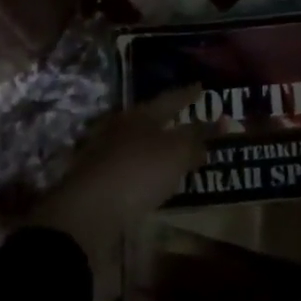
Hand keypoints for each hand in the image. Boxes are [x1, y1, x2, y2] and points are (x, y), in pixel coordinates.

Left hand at [27, 86, 204, 300]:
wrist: (86, 214)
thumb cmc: (137, 172)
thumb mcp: (176, 154)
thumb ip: (196, 140)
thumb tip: (214, 128)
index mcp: (139, 115)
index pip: (170, 99)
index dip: (188, 94)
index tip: (201, 86)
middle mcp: (120, 129)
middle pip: (150, 120)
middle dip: (169, 120)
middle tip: (188, 120)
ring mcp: (105, 155)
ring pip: (137, 144)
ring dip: (156, 147)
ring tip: (175, 153)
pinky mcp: (97, 182)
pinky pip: (129, 169)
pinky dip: (144, 170)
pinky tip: (152, 180)